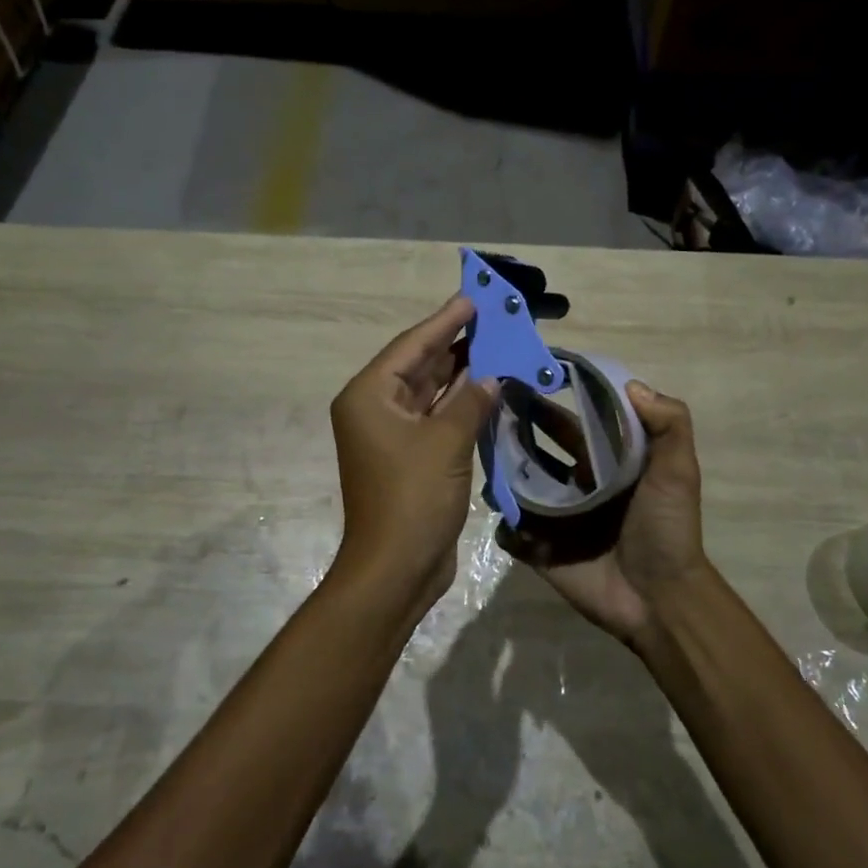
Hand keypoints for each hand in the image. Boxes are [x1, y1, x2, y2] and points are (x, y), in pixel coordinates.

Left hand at [329, 296, 497, 606]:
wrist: (396, 568)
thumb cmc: (413, 498)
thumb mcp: (446, 442)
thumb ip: (471, 401)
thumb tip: (491, 376)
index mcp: (369, 396)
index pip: (411, 346)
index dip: (444, 321)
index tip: (471, 299)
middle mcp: (376, 409)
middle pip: (419, 365)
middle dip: (456, 343)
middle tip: (493, 318)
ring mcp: (393, 435)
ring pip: (431, 392)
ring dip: (463, 373)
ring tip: (498, 344)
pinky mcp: (411, 457)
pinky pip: (438, 418)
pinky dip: (462, 404)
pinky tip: (491, 387)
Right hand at [503, 381, 710, 650]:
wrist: (660, 599)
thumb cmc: (667, 529)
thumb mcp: (678, 471)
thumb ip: (669, 424)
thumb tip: (631, 384)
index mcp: (601, 462)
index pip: (567, 422)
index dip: (547, 400)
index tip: (522, 376)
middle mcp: (573, 484)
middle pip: (533, 448)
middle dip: (512, 428)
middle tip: (485, 408)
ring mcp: (553, 517)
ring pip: (515, 486)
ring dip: (498, 470)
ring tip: (479, 452)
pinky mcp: (539, 549)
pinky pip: (511, 531)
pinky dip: (502, 523)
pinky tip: (499, 510)